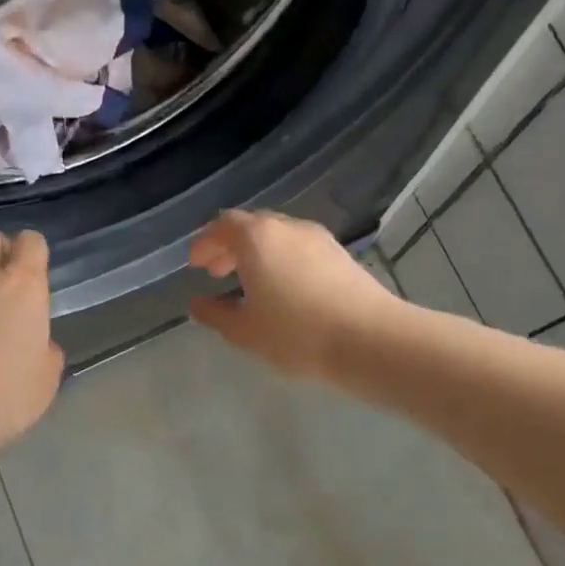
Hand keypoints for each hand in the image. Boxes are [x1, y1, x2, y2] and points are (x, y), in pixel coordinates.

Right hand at [188, 211, 397, 379]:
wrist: (369, 339)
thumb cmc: (296, 334)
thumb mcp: (244, 331)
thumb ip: (215, 315)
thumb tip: (197, 304)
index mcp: (257, 238)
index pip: (222, 226)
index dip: (205, 242)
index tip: (195, 263)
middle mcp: (287, 228)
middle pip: (251, 226)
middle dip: (229, 246)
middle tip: (216, 272)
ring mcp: (318, 238)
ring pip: (277, 236)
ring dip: (257, 253)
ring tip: (249, 282)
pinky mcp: (340, 254)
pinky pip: (299, 248)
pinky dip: (281, 260)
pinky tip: (283, 289)